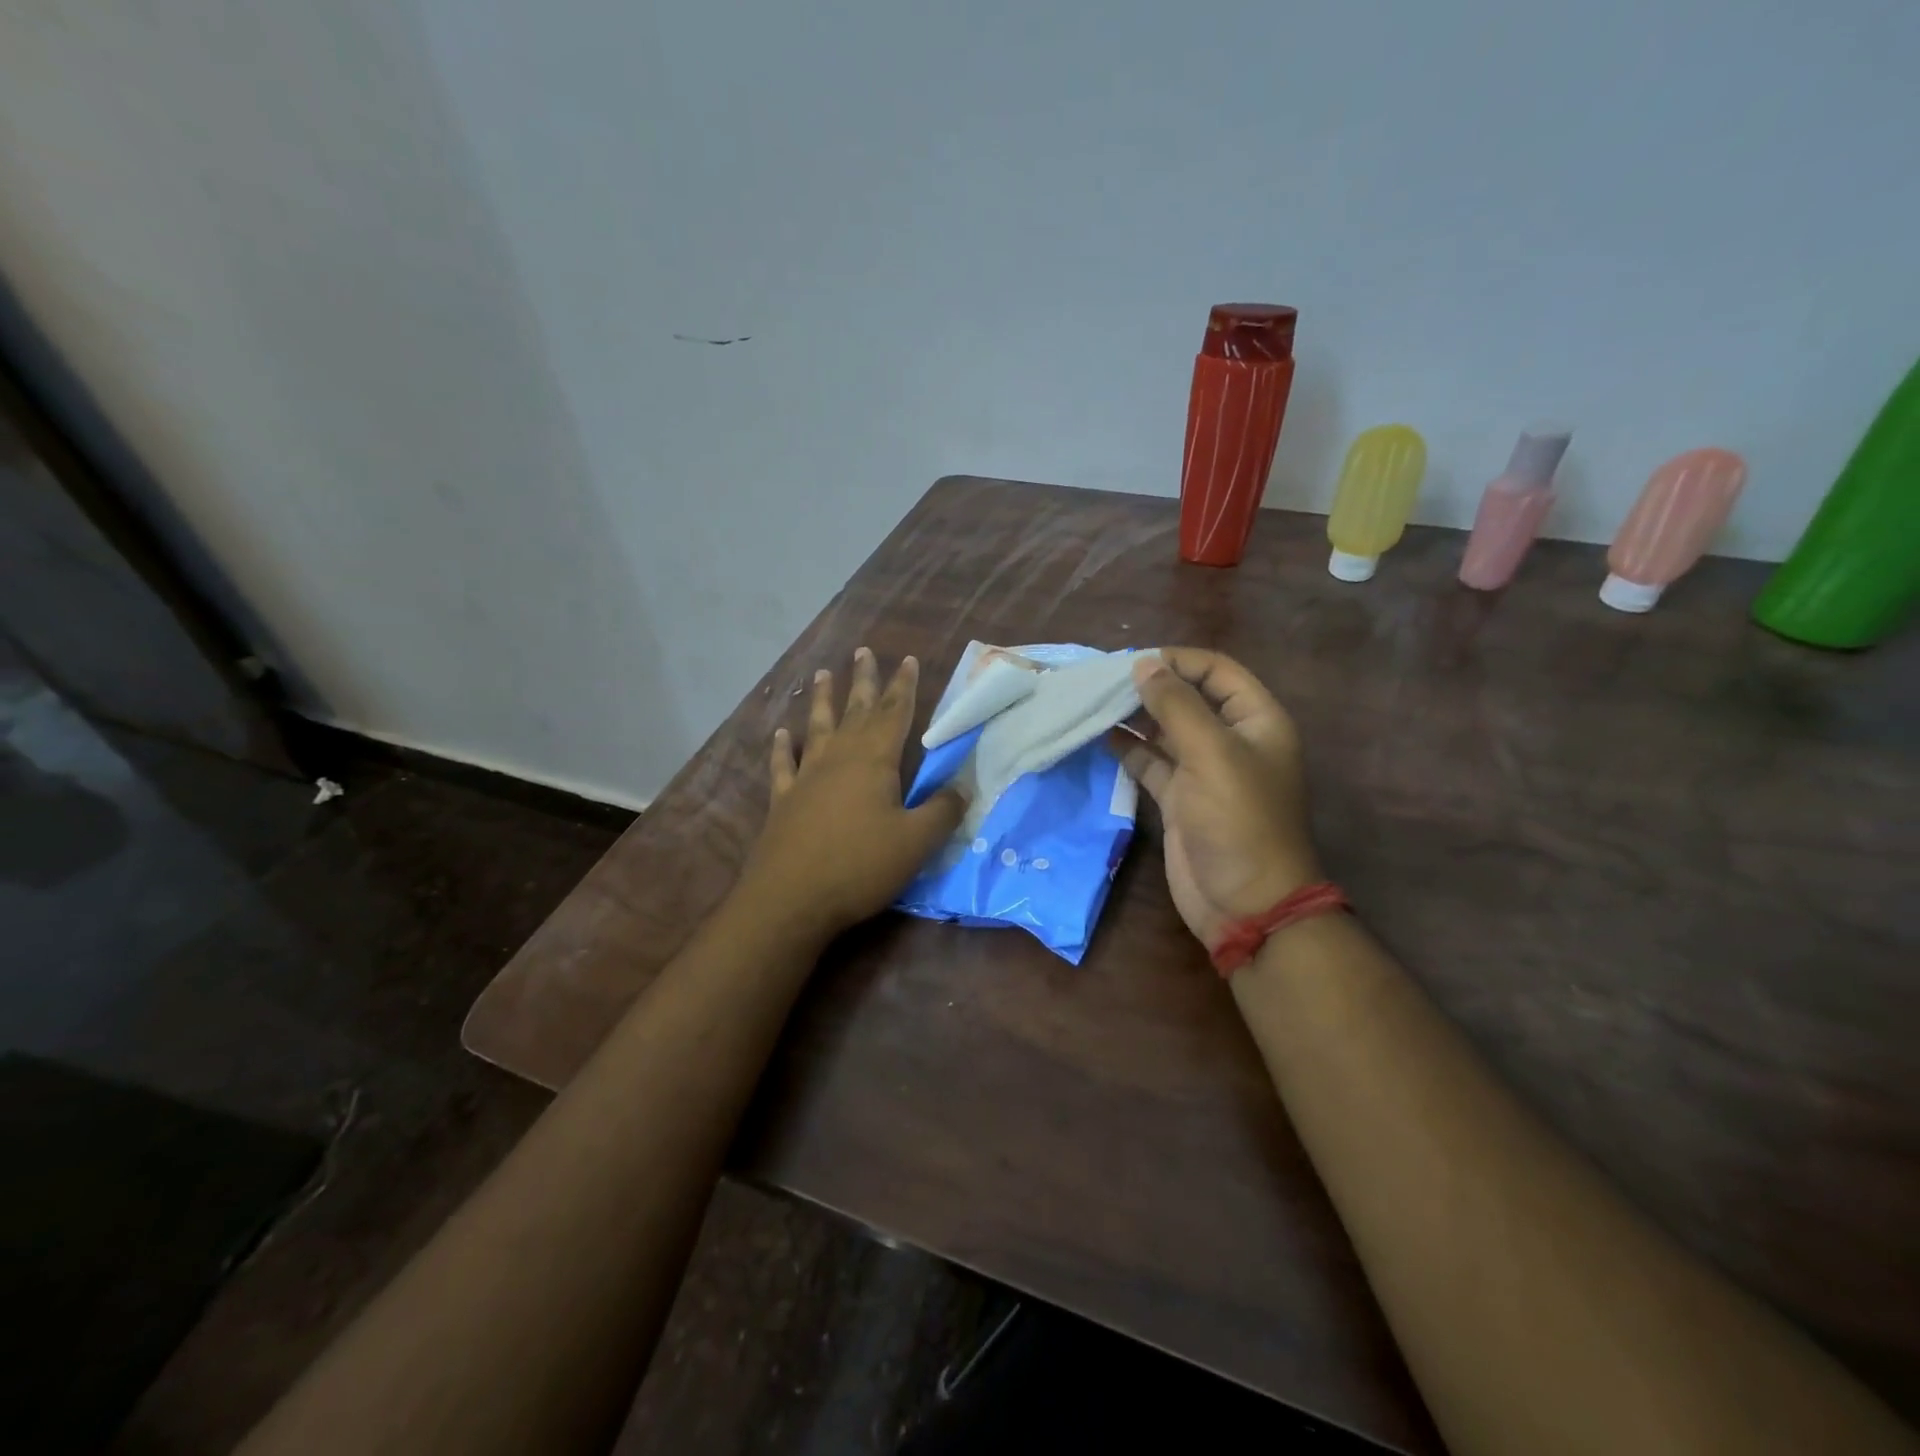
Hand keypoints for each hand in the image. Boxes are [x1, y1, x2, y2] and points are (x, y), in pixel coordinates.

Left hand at [737, 648, 965, 939]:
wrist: (791, 899)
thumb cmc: (860, 866)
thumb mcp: (916, 842)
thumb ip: (943, 812)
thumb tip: (963, 788)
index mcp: (874, 761)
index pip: (894, 713)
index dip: (903, 686)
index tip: (907, 659)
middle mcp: (839, 758)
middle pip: (855, 710)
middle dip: (863, 681)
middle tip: (863, 651)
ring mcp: (806, 777)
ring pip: (818, 728)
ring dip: (822, 700)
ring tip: (821, 675)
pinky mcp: (783, 801)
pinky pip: (784, 764)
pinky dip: (783, 747)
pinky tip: (782, 734)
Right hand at [1114, 649, 1320, 947]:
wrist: (1245, 903)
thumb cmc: (1238, 820)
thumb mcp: (1211, 754)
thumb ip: (1176, 705)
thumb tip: (1143, 664)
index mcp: (1256, 720)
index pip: (1217, 671)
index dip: (1178, 660)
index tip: (1133, 661)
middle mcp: (1231, 739)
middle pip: (1188, 698)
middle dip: (1150, 687)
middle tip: (1103, 681)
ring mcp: (1203, 771)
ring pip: (1165, 730)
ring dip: (1134, 716)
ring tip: (1094, 704)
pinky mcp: (1179, 799)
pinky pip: (1151, 763)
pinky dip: (1128, 749)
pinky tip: (1101, 736)